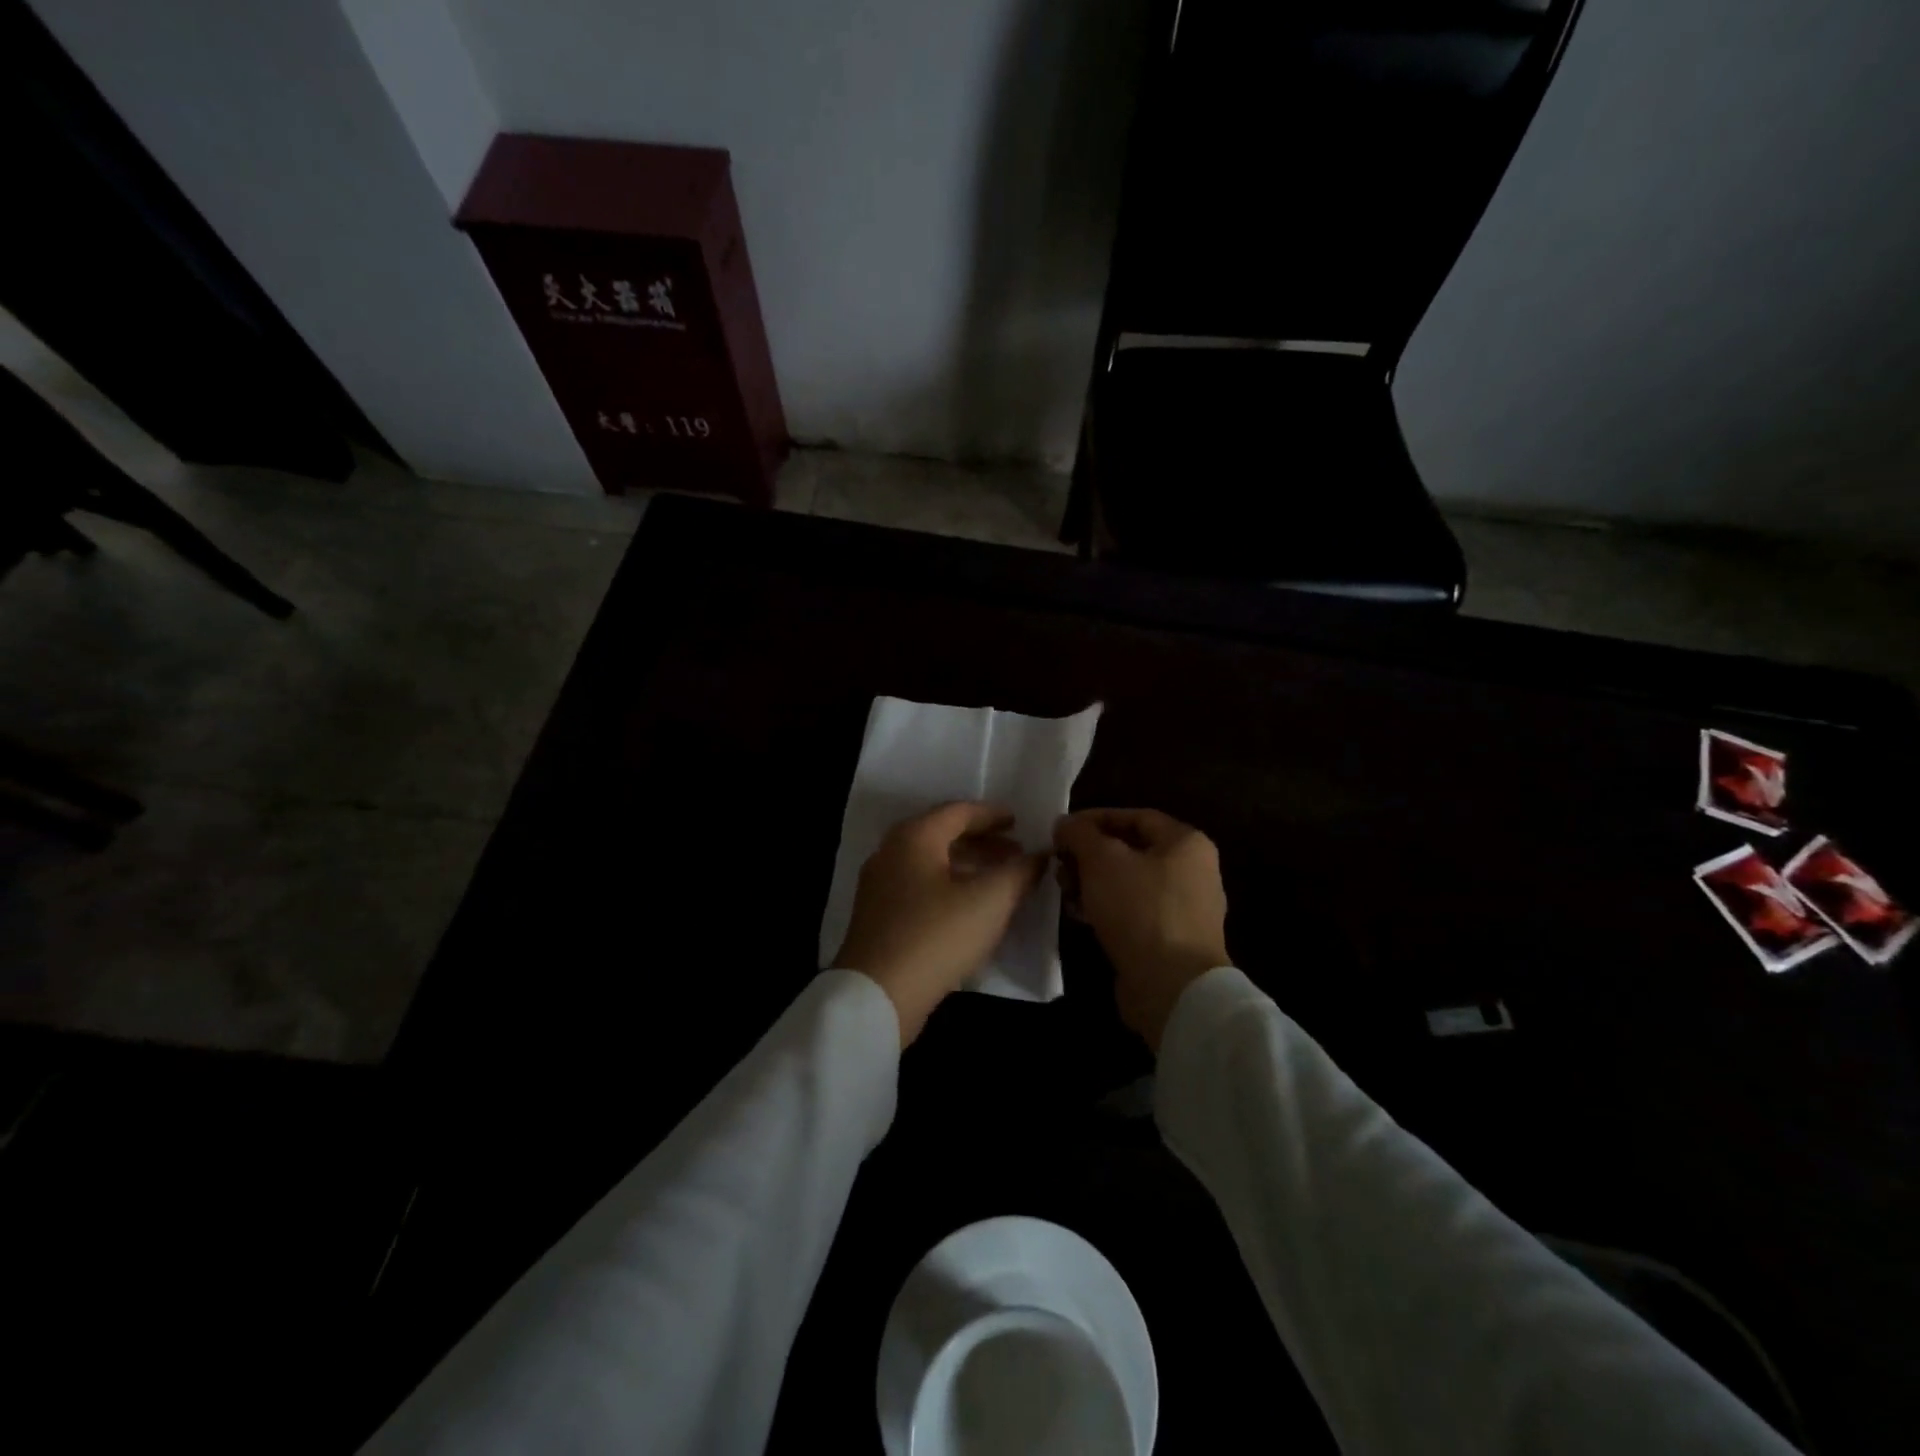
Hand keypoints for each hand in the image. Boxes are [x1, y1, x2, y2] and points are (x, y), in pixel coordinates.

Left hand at [835, 802, 1047, 1045]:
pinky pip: (920, 887)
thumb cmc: (937, 935)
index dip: (993, 815)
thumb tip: (1040, 855)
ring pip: (931, 864)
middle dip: (983, 842)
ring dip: (968, 866)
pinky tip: (971, 909)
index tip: (1020, 823)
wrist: (877, 995)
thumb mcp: (990, 901)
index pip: (958, 812)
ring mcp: (880, 886)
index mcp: (914, 837)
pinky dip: (949, 887)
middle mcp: (891, 852)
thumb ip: (1019, 872)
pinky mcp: (878, 917)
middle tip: (1016, 853)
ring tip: (1000, 882)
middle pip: (942, 835)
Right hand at [1054, 808, 1228, 1051]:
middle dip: (1089, 854)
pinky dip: (1105, 908)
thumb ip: (1080, 834)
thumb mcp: (1102, 861)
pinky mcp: (1170, 939)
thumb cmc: (1140, 910)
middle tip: (1059, 863)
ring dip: (1092, 882)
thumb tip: (1065, 823)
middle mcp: (1191, 870)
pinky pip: (1132, 911)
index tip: (1061, 830)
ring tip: (1064, 890)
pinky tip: (1078, 915)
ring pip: (1128, 882)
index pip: (1135, 816)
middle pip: (1131, 850)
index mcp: (1186, 842)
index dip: (1094, 819)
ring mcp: (1183, 908)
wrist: (1172, 987)